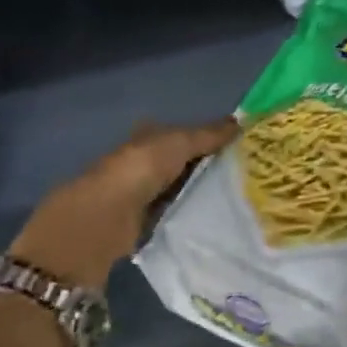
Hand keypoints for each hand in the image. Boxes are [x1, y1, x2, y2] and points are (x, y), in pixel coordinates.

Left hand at [12, 118, 237, 289]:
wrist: (100, 222)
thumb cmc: (136, 173)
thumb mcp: (175, 145)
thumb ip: (206, 135)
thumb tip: (242, 121)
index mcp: (145, 139)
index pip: (180, 134)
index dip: (205, 137)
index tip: (238, 145)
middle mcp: (140, 165)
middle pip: (180, 163)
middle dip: (206, 166)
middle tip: (246, 174)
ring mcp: (140, 196)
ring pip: (178, 189)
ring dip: (200, 193)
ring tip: (238, 198)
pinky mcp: (142, 224)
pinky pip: (174, 214)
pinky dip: (190, 215)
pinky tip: (214, 220)